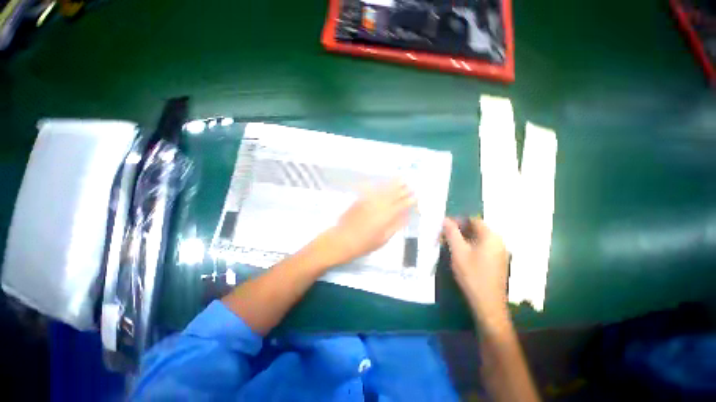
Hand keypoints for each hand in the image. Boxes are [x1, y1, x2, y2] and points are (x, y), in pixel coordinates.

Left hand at [321, 181, 414, 266]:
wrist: (342, 239)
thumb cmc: (364, 244)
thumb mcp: (383, 239)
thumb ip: (395, 226)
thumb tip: (405, 216)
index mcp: (386, 217)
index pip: (401, 205)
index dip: (409, 200)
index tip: (416, 196)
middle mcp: (378, 206)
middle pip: (393, 195)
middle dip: (403, 189)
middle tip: (410, 185)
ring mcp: (369, 201)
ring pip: (384, 190)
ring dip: (393, 184)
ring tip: (401, 179)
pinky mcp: (360, 199)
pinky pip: (372, 190)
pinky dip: (380, 186)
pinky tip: (384, 183)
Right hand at [443, 217, 509, 324]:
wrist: (488, 303)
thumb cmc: (472, 275)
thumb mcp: (458, 251)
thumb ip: (452, 233)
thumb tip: (445, 219)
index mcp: (491, 236)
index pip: (473, 220)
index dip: (458, 220)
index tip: (444, 226)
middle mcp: (498, 241)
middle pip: (477, 228)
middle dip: (459, 229)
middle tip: (445, 236)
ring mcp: (500, 252)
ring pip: (479, 238)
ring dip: (464, 238)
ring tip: (450, 244)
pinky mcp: (498, 261)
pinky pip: (483, 247)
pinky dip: (471, 246)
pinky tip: (460, 254)